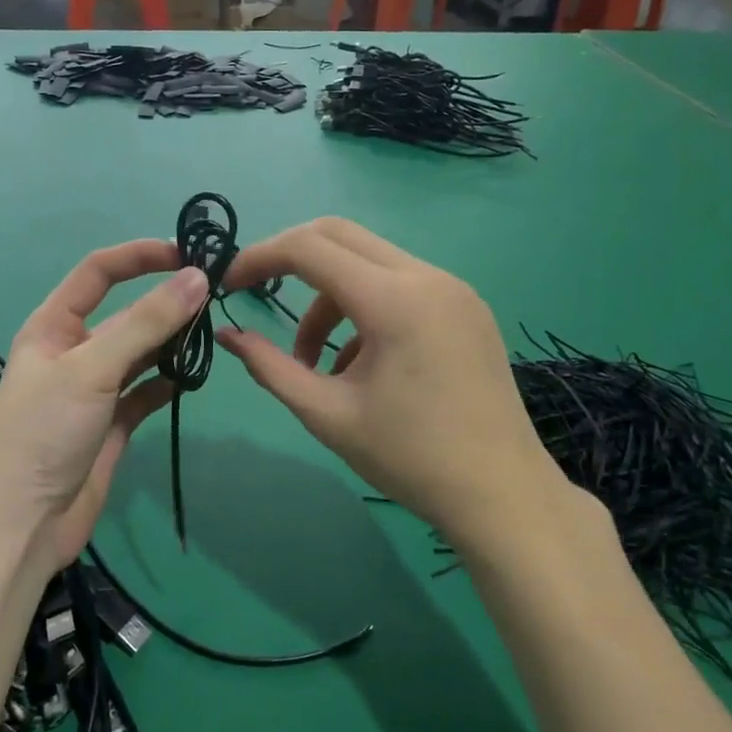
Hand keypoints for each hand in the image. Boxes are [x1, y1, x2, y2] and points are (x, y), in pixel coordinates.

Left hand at [0, 240, 207, 568]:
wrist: (20, 525)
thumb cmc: (44, 433)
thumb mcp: (92, 369)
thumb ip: (146, 323)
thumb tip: (198, 278)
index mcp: (54, 325)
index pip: (99, 272)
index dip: (140, 257)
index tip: (188, 255)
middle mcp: (75, 351)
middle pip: (127, 313)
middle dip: (166, 302)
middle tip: (217, 298)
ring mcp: (94, 390)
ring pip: (141, 352)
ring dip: (172, 342)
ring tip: (212, 335)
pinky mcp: (112, 425)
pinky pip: (146, 392)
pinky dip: (168, 383)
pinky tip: (192, 379)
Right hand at [216, 218, 580, 550]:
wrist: (503, 495)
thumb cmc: (410, 459)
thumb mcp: (327, 414)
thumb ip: (271, 367)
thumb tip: (228, 336)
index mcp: (394, 300)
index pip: (309, 248)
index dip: (259, 258)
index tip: (229, 286)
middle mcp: (427, 277)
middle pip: (339, 235)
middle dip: (290, 259)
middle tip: (259, 295)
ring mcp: (453, 288)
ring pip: (369, 262)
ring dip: (328, 296)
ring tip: (314, 361)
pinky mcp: (466, 306)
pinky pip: (400, 285)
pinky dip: (364, 308)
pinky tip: (361, 365)